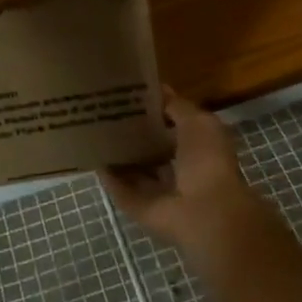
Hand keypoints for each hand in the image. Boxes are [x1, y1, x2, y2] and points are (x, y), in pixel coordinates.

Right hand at [102, 89, 279, 260]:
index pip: (174, 126)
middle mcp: (181, 170)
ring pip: (136, 170)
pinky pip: (122, 189)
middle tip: (108, 112)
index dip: (156, 111)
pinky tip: (94, 158)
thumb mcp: (198, 121)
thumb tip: (159, 90)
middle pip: (153, 149)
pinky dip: (110, 177)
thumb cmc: (207, 160)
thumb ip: (177, 106)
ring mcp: (160, 192)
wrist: (204, 211)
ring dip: (121, 156)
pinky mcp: (141, 208)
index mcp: (200, 148)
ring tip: (96, 132)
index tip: (131, 95)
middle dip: (135, 134)